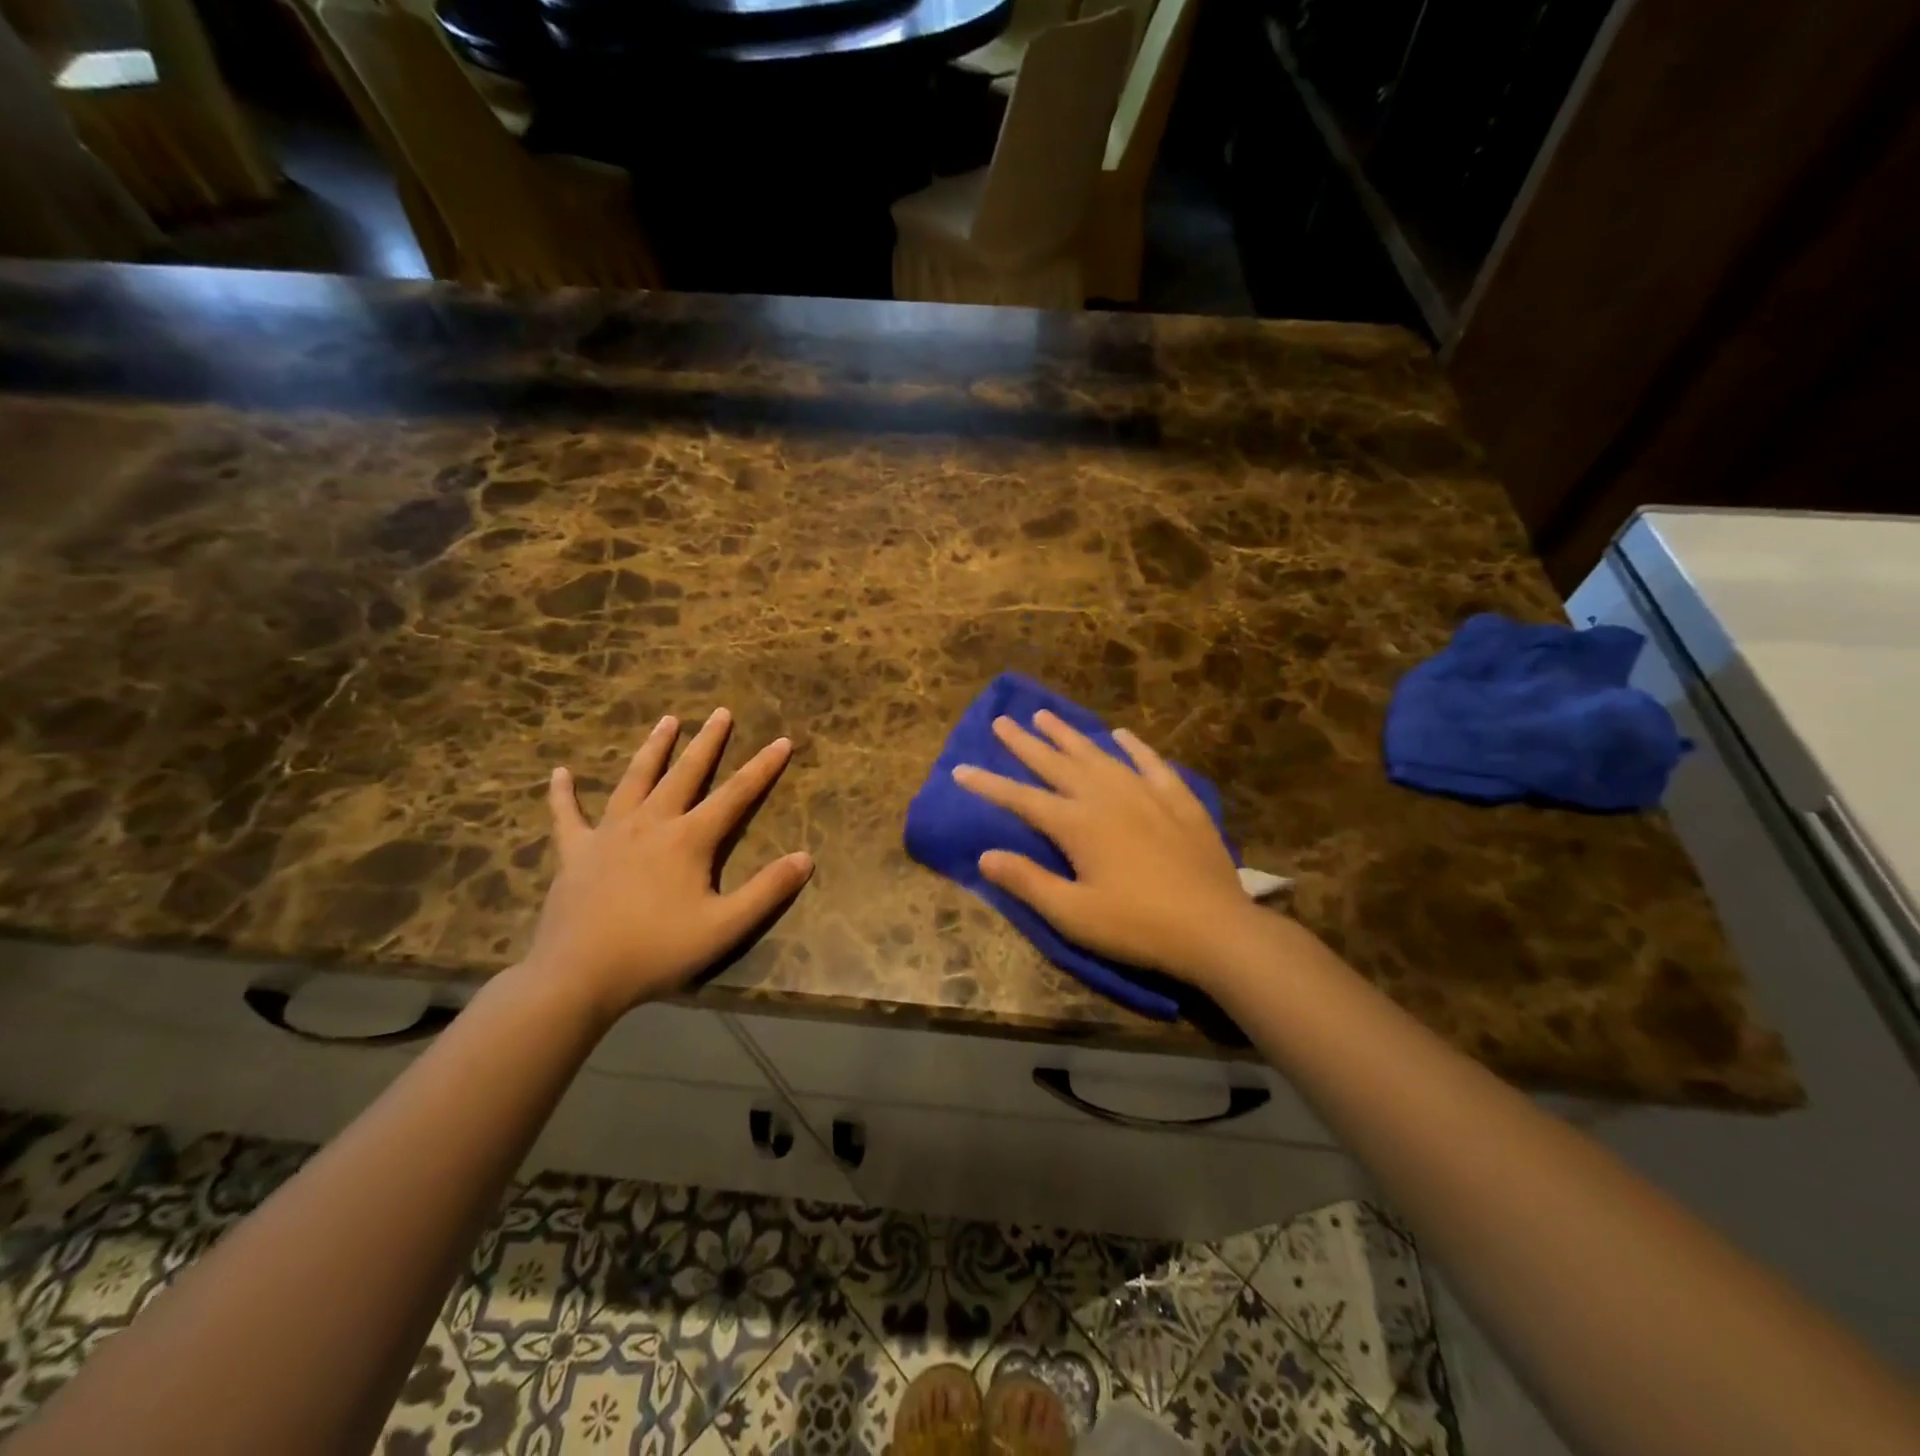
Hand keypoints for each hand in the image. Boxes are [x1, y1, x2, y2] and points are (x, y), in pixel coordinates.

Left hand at [527, 707, 813, 1020]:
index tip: (782, 741)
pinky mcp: (575, 852)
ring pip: (635, 780)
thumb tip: (806, 858)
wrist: (577, 976)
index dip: (762, 768)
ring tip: (668, 720)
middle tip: (721, 712)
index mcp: (688, 839)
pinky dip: (563, 794)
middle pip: (685, 774)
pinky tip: (560, 773)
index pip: (735, 795)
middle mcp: (650, 823)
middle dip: (707, 742)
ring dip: (653, 748)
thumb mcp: (724, 927)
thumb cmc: (656, 951)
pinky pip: (567, 816)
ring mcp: (608, 834)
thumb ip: (767, 891)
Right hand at [953, 711, 1269, 987]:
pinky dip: (1134, 747)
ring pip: (1099, 755)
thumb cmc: (1137, 926)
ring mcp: (1146, 794)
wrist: (1215, 928)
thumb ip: (1028, 881)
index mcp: (1078, 824)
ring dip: (1070, 735)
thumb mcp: (1073, 914)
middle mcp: (1107, 797)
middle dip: (1025, 744)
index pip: (1022, 798)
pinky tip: (1122, 734)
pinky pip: (1151, 764)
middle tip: (1002, 721)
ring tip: (1046, 716)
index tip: (960, 769)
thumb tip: (985, 855)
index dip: (989, 785)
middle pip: (1057, 764)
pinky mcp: (1179, 801)